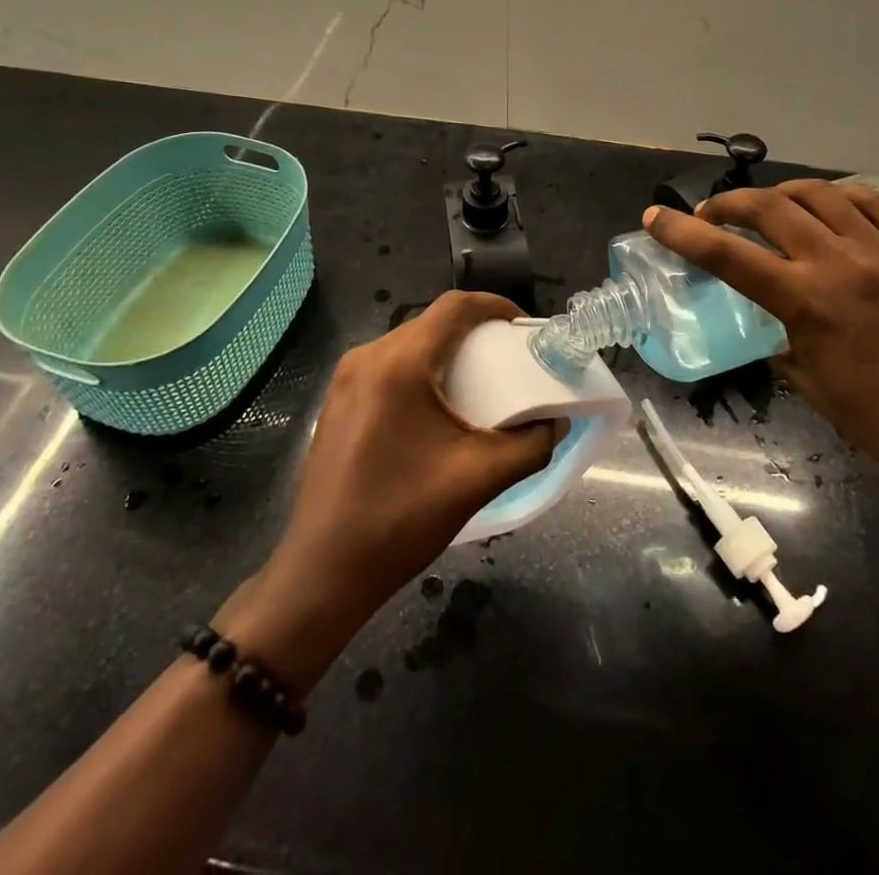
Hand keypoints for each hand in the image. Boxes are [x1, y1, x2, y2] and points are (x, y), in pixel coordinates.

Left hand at [218, 292, 561, 693]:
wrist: (323, 571)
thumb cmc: (401, 519)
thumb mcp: (478, 479)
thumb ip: (530, 446)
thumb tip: (555, 423)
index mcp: (399, 364)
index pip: (454, 307)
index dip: (495, 306)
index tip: (524, 328)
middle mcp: (367, 358)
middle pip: (431, 324)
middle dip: (475, 333)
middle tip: (509, 359)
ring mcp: (345, 379)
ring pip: (408, 345)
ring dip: (446, 354)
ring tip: (479, 383)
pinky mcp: (337, 402)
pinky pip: (387, 368)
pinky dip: (420, 372)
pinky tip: (437, 409)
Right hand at [643, 181, 878, 524]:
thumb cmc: (878, 420)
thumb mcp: (806, 379)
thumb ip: (778, 333)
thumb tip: (767, 311)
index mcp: (807, 301)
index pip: (727, 254)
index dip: (682, 232)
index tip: (655, 216)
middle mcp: (841, 263)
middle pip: (768, 206)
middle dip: (727, 204)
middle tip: (711, 215)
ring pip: (818, 193)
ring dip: (779, 194)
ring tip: (766, 209)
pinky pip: (870, 203)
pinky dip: (835, 197)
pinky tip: (824, 208)